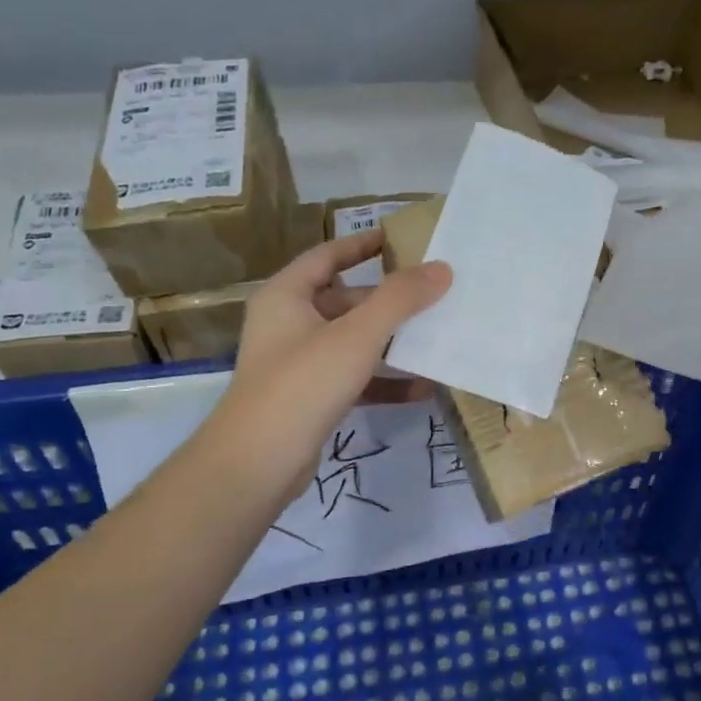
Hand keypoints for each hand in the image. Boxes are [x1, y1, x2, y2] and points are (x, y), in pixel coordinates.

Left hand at [212, 230, 450, 500]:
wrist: (259, 462)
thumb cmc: (303, 383)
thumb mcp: (357, 334)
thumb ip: (400, 299)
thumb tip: (441, 268)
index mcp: (286, 296)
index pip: (327, 255)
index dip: (362, 244)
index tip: (400, 238)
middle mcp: (288, 324)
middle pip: (345, 300)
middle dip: (388, 300)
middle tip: (432, 295)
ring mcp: (299, 363)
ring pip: (353, 342)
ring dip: (391, 343)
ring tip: (435, 339)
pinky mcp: (311, 398)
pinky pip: (355, 379)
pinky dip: (384, 381)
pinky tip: (422, 389)